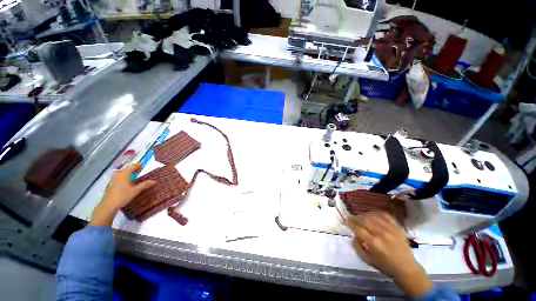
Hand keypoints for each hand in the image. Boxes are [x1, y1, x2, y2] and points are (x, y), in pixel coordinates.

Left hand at [90, 163, 155, 226]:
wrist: (109, 205)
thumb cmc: (123, 196)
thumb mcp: (136, 191)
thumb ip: (145, 185)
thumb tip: (154, 181)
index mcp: (124, 174)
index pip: (132, 167)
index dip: (138, 165)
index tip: (143, 165)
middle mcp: (118, 175)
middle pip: (126, 169)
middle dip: (133, 169)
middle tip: (140, 171)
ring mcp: (113, 180)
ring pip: (122, 174)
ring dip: (128, 174)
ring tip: (134, 176)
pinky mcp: (111, 184)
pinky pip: (119, 178)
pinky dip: (124, 178)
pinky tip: (127, 183)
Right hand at [348, 212, 432, 298]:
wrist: (406, 268)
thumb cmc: (385, 266)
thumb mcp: (367, 259)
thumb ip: (357, 246)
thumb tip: (353, 234)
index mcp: (373, 243)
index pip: (358, 228)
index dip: (351, 224)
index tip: (347, 222)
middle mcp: (381, 233)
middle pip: (364, 220)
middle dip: (355, 218)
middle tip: (351, 218)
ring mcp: (390, 229)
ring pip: (373, 216)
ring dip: (364, 215)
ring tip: (360, 217)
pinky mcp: (397, 227)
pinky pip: (385, 215)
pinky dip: (376, 213)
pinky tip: (372, 215)